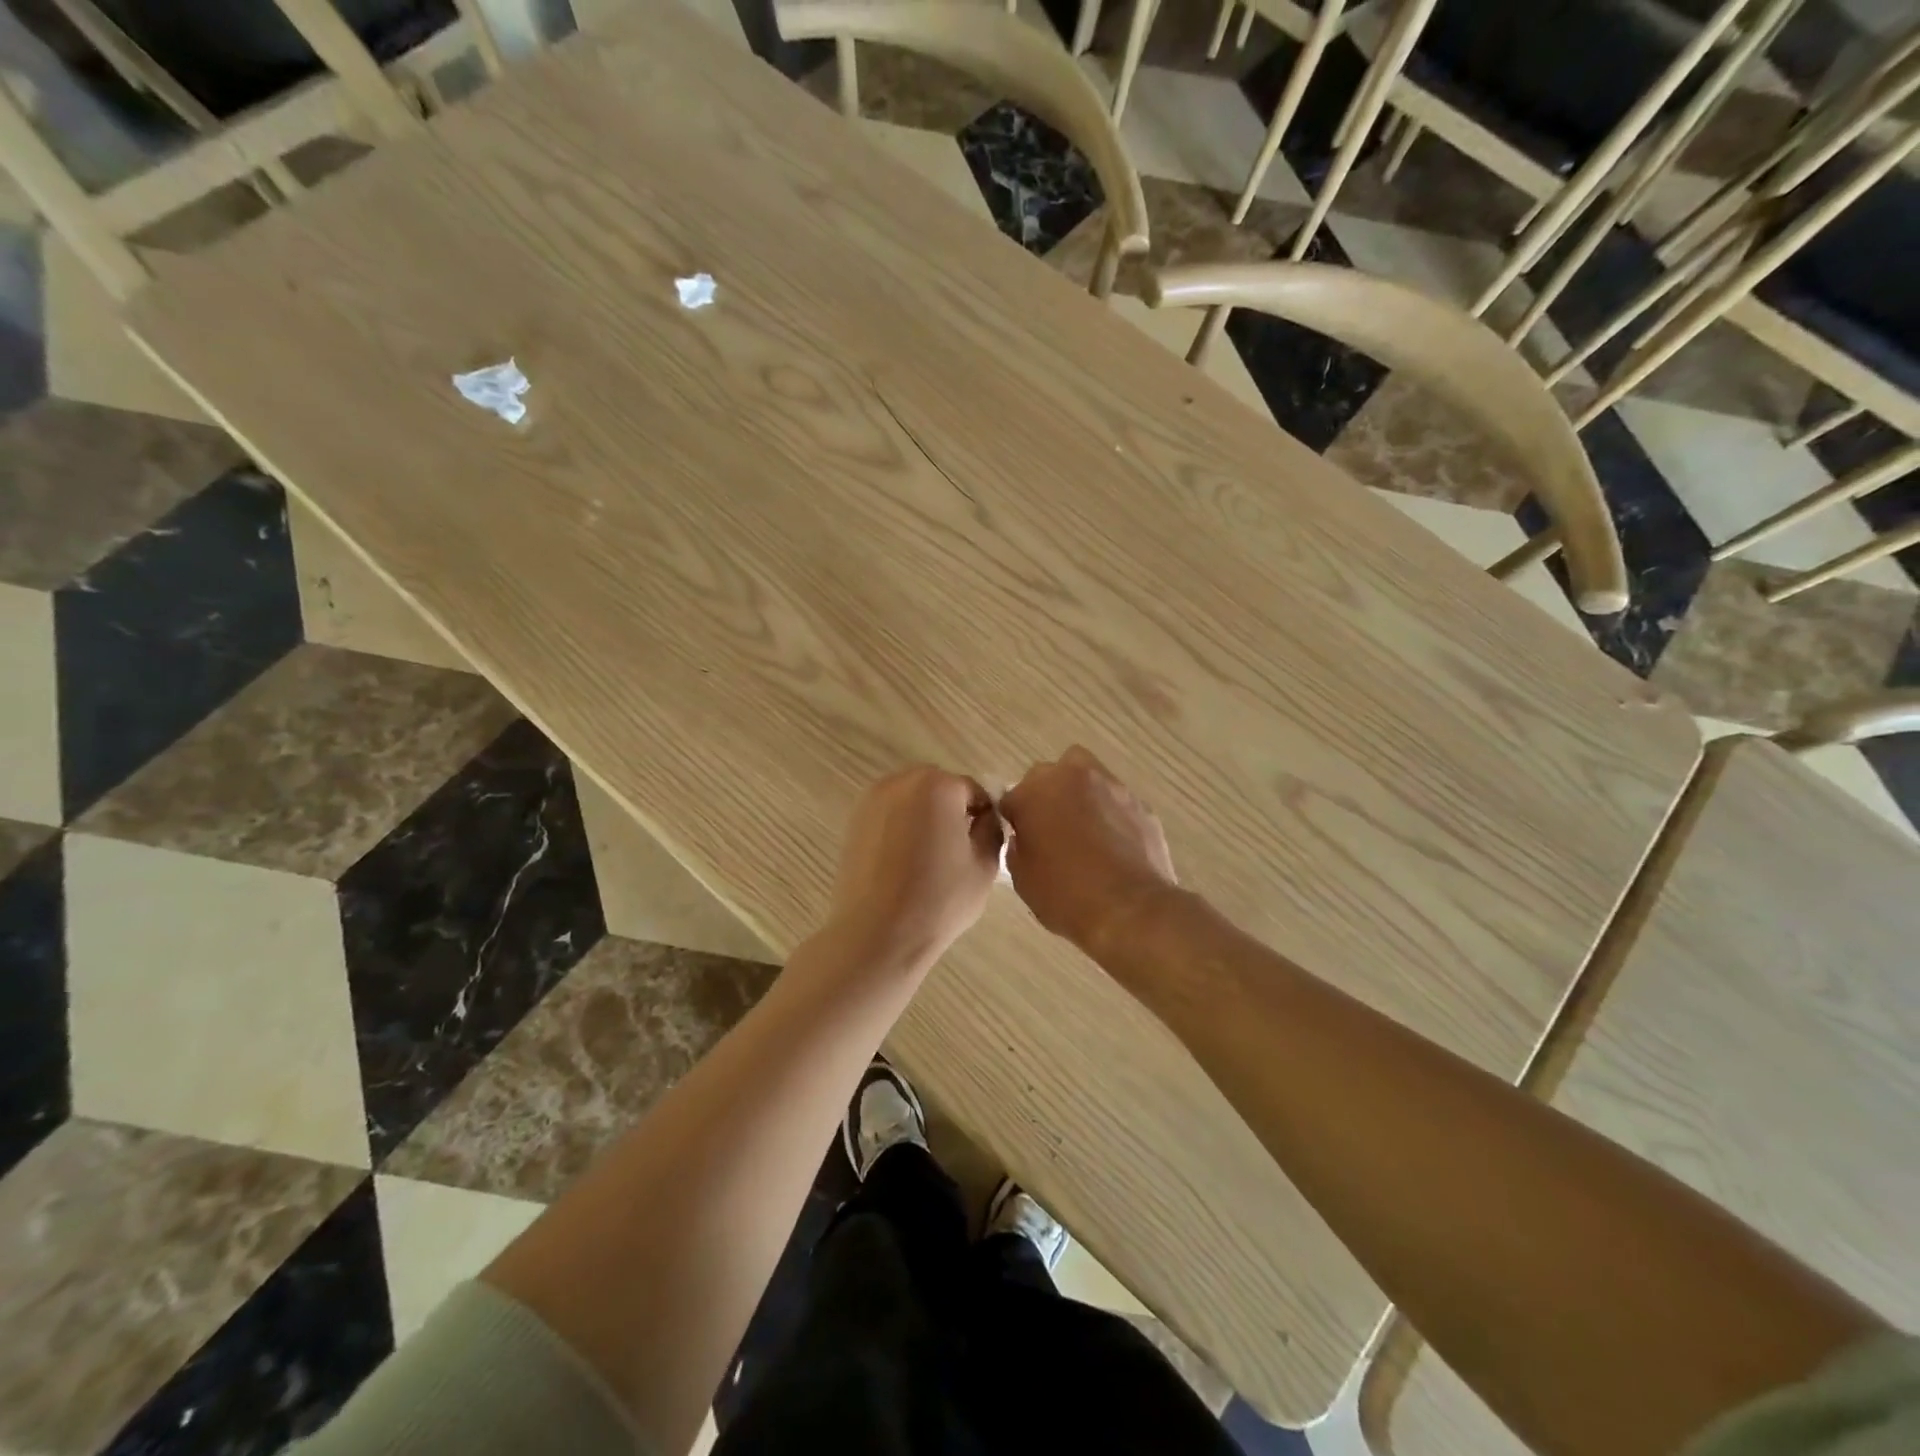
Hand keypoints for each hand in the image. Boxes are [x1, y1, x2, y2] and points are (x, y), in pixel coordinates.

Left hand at [825, 766, 1003, 972]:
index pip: (973, 790)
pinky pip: (889, 813)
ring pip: (911, 799)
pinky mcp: (853, 821)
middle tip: (956, 849)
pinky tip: (903, 861)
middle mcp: (902, 782)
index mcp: (938, 786)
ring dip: (924, 816)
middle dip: (951, 810)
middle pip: (939, 787)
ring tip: (928, 857)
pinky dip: (900, 827)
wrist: (877, 934)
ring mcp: (872, 800)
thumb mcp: (985, 864)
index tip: (981, 845)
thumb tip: (984, 817)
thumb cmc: (939, 899)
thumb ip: (991, 829)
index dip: (983, 816)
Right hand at [999, 746, 1176, 954]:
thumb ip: (1018, 846)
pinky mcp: (1141, 805)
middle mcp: (1073, 776)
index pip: (1013, 797)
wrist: (1130, 909)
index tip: (1021, 842)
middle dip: (1048, 796)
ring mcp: (1112, 787)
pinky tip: (1113, 848)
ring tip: (1086, 837)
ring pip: (1089, 782)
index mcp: (1035, 791)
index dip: (1015, 821)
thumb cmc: (1065, 894)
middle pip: (1052, 776)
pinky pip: (1116, 804)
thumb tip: (1027, 838)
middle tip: (1052, 831)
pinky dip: (1110, 817)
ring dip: (1082, 800)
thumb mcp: (1022, 877)